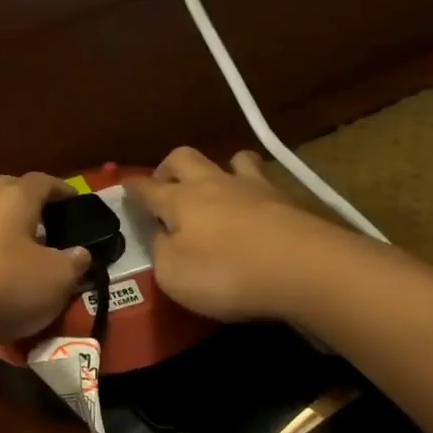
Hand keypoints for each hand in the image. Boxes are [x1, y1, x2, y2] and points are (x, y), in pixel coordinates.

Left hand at [0, 173, 92, 346]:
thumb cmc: (7, 285)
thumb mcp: (57, 278)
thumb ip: (73, 263)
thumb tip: (79, 253)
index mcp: (14, 198)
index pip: (42, 181)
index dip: (62, 189)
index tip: (76, 201)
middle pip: (8, 191)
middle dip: (30, 203)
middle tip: (50, 223)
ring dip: (8, 232)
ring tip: (28, 256)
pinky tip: (0, 278)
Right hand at [125, 148, 316, 321]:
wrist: (307, 268)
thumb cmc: (228, 272)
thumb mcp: (174, 274)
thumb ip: (160, 251)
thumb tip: (159, 236)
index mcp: (180, 199)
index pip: (147, 188)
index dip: (133, 189)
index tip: (124, 188)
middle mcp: (213, 183)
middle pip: (184, 158)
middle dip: (169, 167)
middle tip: (165, 184)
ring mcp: (255, 187)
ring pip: (233, 159)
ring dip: (220, 168)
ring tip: (219, 186)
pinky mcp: (289, 201)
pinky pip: (266, 182)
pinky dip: (256, 190)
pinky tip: (259, 207)